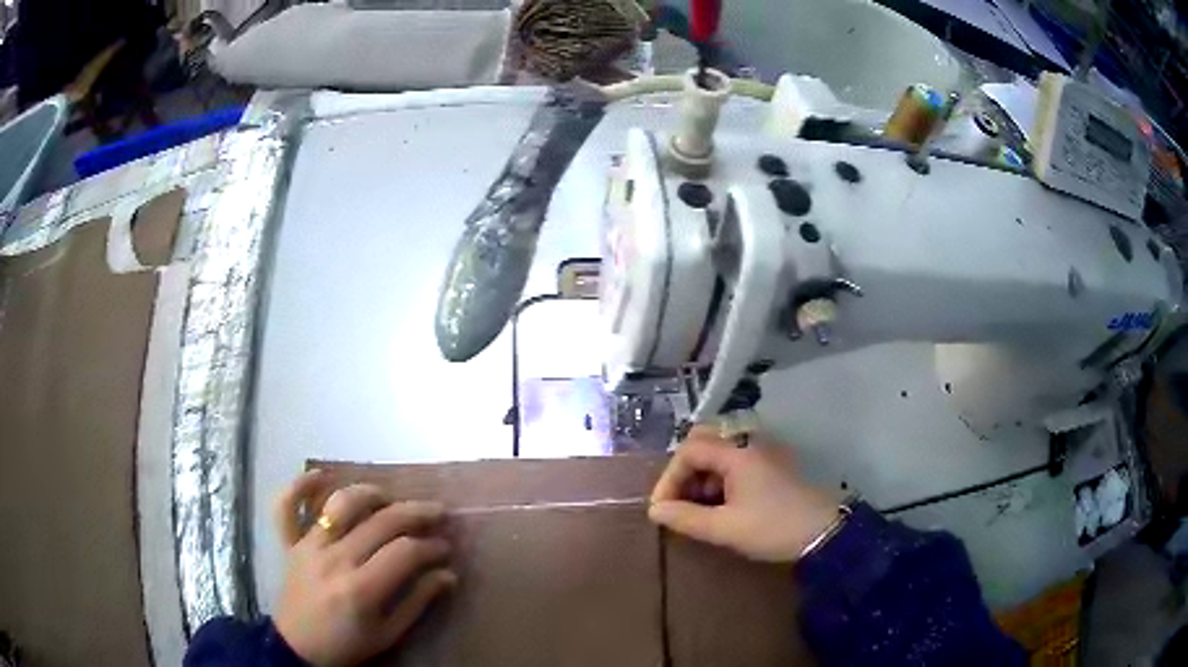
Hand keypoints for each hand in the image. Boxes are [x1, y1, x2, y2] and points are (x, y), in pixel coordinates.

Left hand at [272, 470, 456, 665]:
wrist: (298, 648)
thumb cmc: (347, 645)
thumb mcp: (388, 634)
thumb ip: (417, 602)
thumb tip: (448, 574)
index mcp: (361, 588)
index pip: (405, 552)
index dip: (431, 547)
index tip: (445, 549)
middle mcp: (335, 559)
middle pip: (381, 522)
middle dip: (416, 513)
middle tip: (438, 513)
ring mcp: (308, 546)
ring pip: (340, 504)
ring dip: (369, 493)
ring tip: (389, 497)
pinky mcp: (290, 543)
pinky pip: (286, 506)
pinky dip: (299, 486)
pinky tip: (320, 476)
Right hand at [648, 425, 840, 562]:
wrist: (825, 533)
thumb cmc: (772, 528)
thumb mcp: (725, 528)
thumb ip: (686, 518)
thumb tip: (655, 511)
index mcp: (736, 453)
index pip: (689, 451)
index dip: (669, 478)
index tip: (662, 509)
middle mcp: (749, 443)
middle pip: (704, 441)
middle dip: (685, 471)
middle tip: (679, 500)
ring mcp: (764, 452)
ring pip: (721, 451)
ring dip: (703, 475)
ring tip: (699, 508)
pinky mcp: (774, 465)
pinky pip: (737, 461)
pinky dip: (721, 478)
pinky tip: (722, 505)